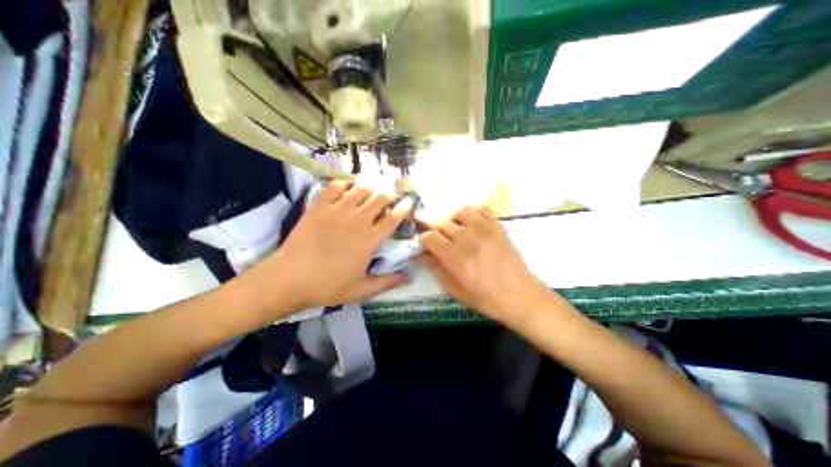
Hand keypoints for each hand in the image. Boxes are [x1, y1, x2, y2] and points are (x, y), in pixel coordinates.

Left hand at [249, 181, 412, 311]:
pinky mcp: (319, 206)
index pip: (393, 218)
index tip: (409, 201)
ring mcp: (337, 210)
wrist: (289, 279)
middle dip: (390, 193)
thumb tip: (408, 278)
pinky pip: (335, 186)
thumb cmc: (328, 286)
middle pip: (380, 198)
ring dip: (371, 186)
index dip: (404, 208)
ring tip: (374, 188)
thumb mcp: (361, 290)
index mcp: (370, 239)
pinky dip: (344, 182)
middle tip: (391, 194)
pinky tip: (348, 185)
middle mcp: (357, 220)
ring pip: (361, 188)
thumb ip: (387, 282)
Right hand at [422, 205, 548, 324]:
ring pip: (461, 211)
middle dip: (431, 225)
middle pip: (442, 222)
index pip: (430, 237)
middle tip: (430, 230)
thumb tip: (422, 255)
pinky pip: (483, 209)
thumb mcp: (456, 290)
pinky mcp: (498, 227)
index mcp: (456, 257)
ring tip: (453, 226)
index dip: (423, 239)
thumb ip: (437, 270)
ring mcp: (485, 230)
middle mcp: (468, 238)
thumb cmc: (486, 298)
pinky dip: (474, 213)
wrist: (521, 296)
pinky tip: (473, 223)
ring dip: (452, 217)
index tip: (424, 244)